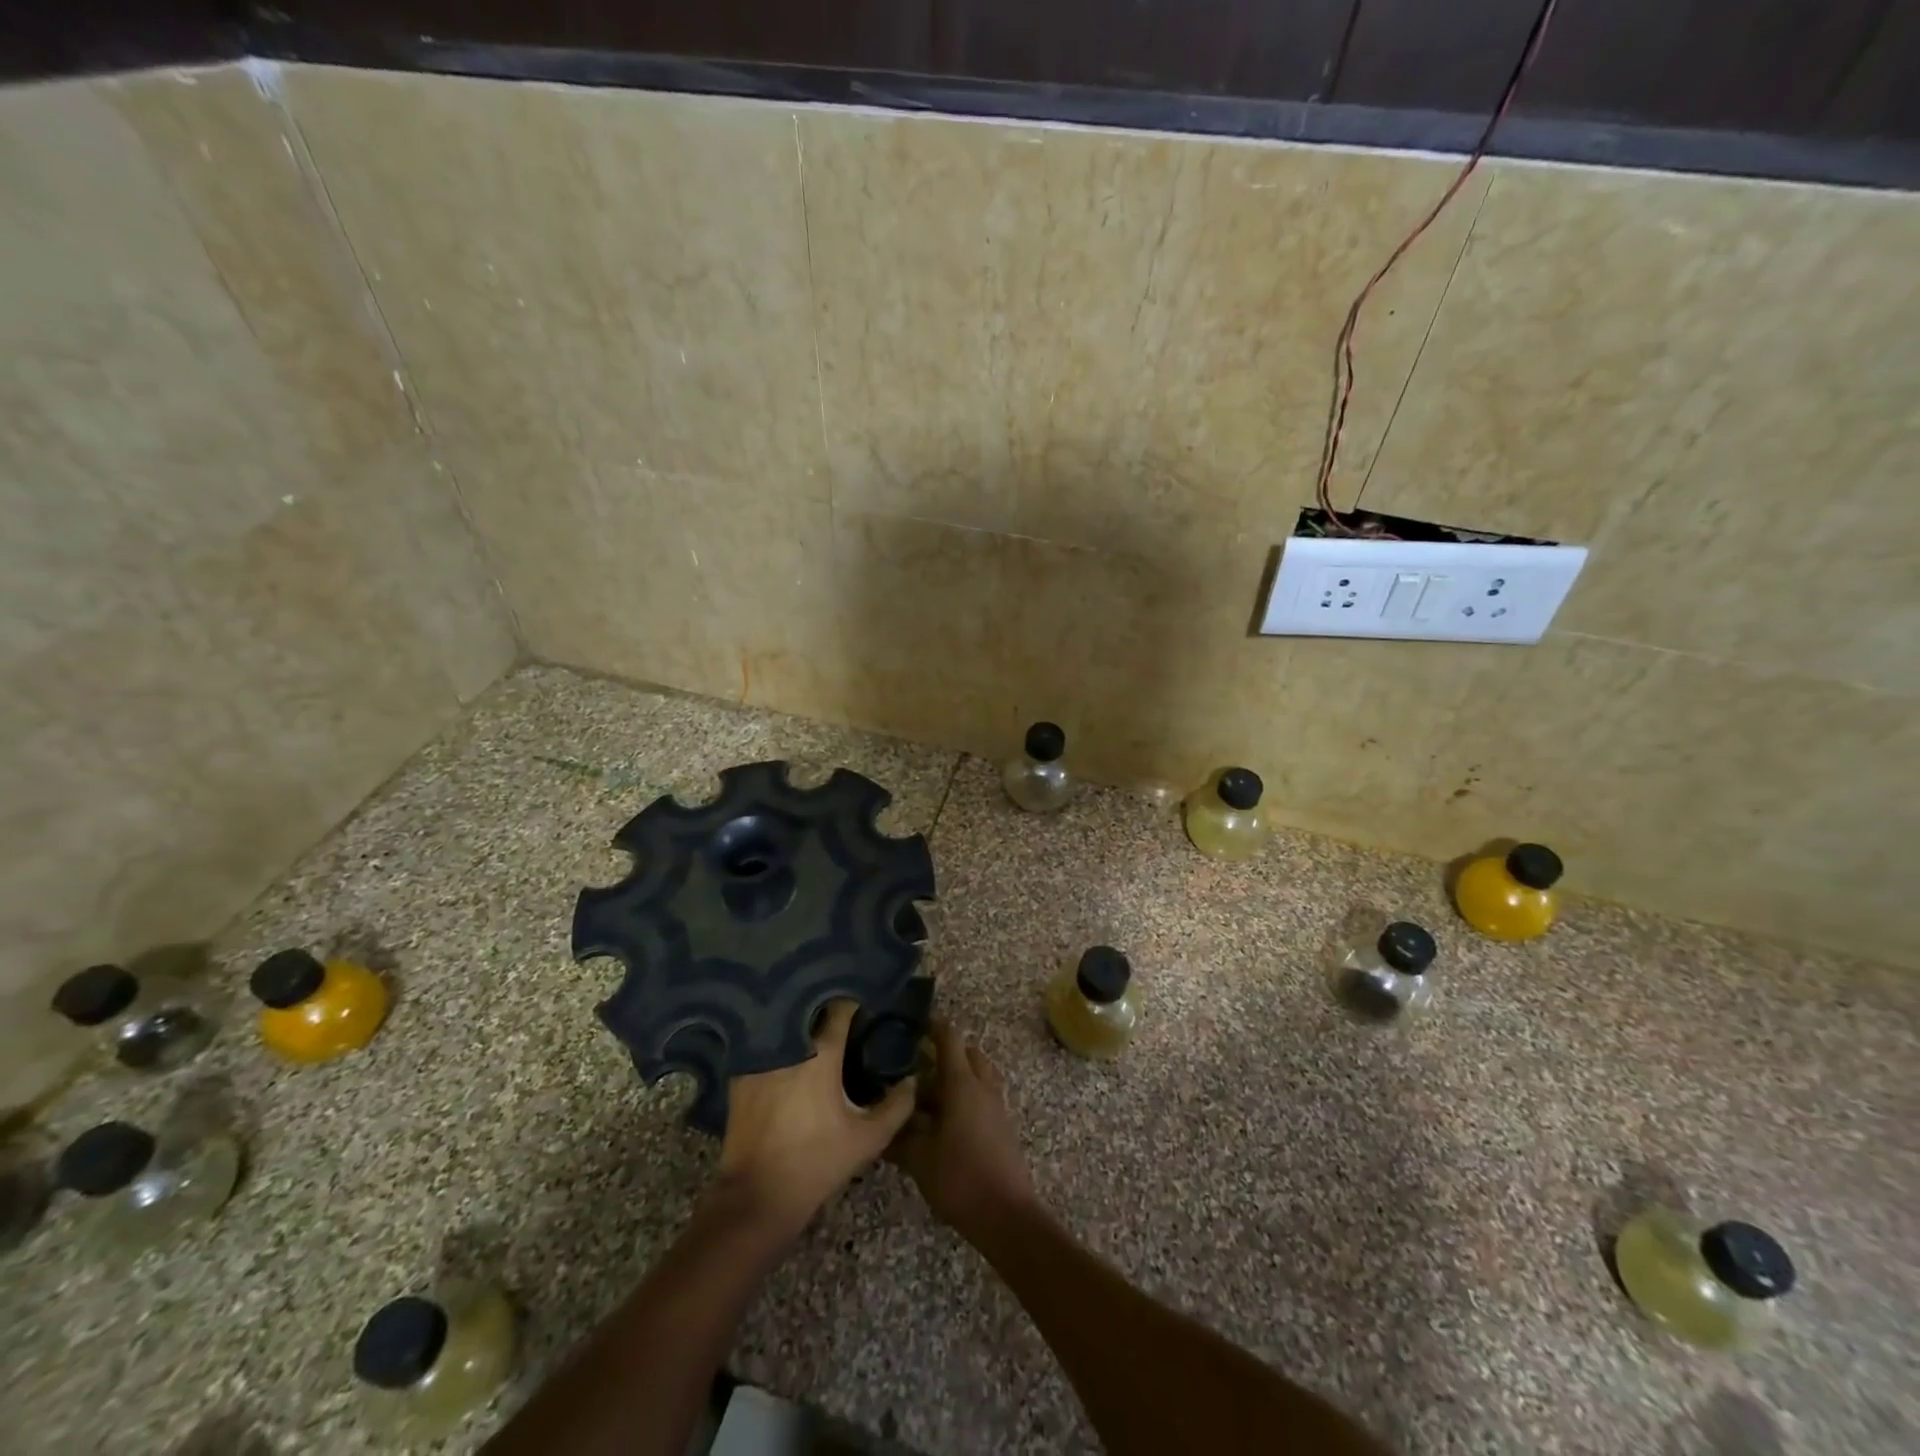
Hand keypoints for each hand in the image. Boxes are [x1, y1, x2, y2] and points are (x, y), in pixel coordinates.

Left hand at [714, 1000, 914, 1236]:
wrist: (757, 1197)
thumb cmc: (817, 1163)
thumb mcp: (867, 1139)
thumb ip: (896, 1106)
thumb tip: (911, 1080)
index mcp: (821, 1052)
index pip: (841, 1008)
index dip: (855, 1004)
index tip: (866, 1007)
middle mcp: (788, 1045)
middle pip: (811, 1012)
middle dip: (827, 1011)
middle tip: (844, 1022)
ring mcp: (759, 1058)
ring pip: (786, 1028)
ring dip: (802, 1028)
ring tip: (817, 1036)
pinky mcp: (740, 1076)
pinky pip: (765, 1049)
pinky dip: (778, 1047)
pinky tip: (789, 1060)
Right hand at [892, 1020, 1036, 1245]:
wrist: (1007, 1214)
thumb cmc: (960, 1178)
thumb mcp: (918, 1158)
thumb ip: (898, 1134)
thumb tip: (881, 1121)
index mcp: (962, 1083)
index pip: (949, 1038)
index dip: (933, 1026)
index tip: (915, 1023)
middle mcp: (982, 1086)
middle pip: (968, 1053)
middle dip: (946, 1053)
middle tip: (918, 1064)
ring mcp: (996, 1105)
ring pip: (978, 1075)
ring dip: (958, 1076)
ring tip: (930, 1096)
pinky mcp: (1002, 1125)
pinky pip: (984, 1095)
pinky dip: (967, 1096)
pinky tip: (946, 1121)